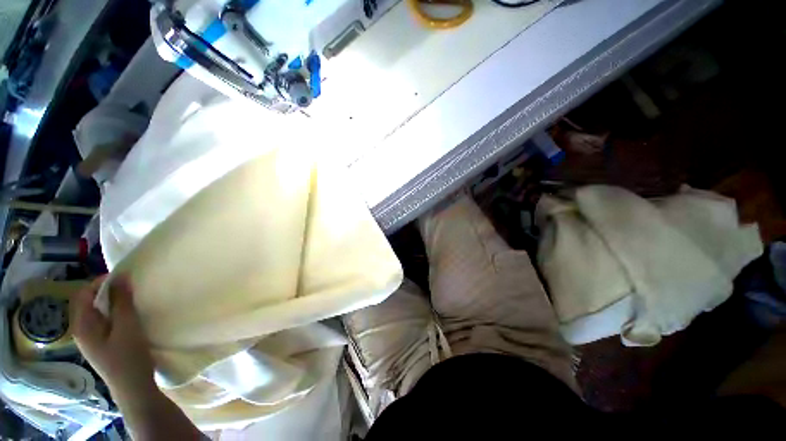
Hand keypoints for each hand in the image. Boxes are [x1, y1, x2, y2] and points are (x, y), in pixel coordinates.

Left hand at [71, 275, 156, 401]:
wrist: (133, 387)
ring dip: (111, 302)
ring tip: (130, 299)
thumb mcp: (127, 327)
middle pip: (88, 303)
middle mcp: (82, 330)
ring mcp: (91, 339)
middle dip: (106, 291)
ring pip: (96, 312)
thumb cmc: (128, 357)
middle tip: (129, 287)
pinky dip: (113, 313)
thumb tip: (121, 277)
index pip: (84, 294)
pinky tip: (127, 316)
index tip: (123, 277)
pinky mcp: (101, 344)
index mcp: (82, 325)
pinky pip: (103, 321)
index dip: (100, 282)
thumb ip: (121, 302)